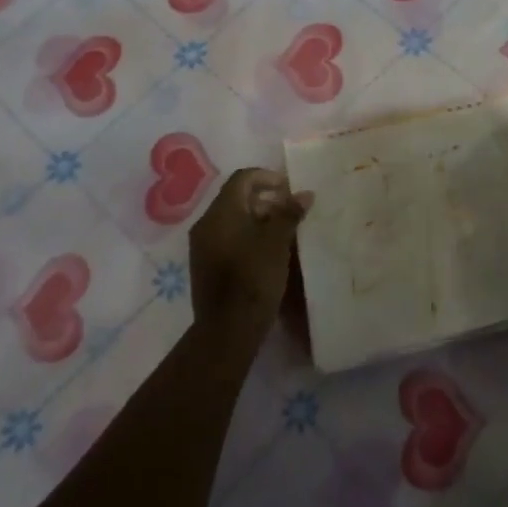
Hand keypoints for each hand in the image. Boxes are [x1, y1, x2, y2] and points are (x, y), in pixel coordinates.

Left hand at [188, 167, 312, 346]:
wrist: (227, 330)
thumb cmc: (254, 278)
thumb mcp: (277, 242)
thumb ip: (289, 213)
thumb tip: (304, 194)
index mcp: (221, 212)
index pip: (243, 178)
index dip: (268, 177)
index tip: (289, 189)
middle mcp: (206, 224)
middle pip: (237, 198)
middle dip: (266, 199)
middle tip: (291, 211)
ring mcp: (203, 246)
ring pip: (233, 219)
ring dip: (259, 219)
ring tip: (284, 232)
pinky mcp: (206, 265)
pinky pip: (228, 238)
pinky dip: (248, 236)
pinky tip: (268, 251)